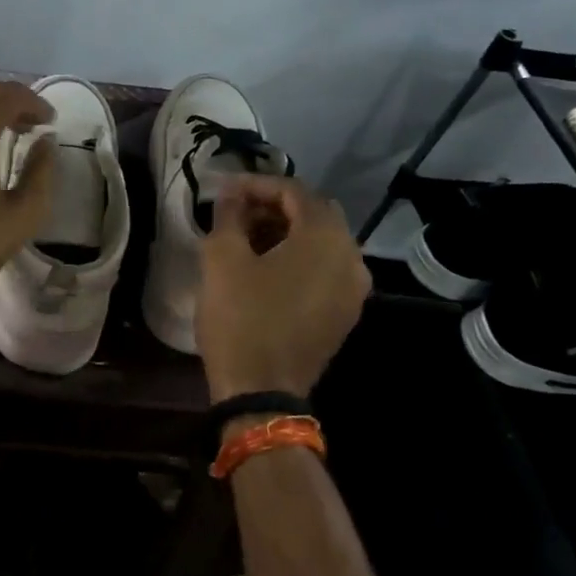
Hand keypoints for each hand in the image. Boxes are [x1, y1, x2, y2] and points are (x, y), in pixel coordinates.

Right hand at [198, 176, 370, 405]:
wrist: (261, 390)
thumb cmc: (241, 317)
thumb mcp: (222, 258)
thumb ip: (228, 215)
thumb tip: (232, 194)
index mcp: (325, 237)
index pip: (293, 191)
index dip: (256, 184)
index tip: (224, 190)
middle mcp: (351, 257)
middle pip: (313, 213)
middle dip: (273, 207)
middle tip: (236, 213)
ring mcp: (353, 289)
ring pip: (321, 242)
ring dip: (285, 232)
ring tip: (246, 239)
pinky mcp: (344, 313)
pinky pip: (324, 269)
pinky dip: (298, 258)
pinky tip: (265, 268)